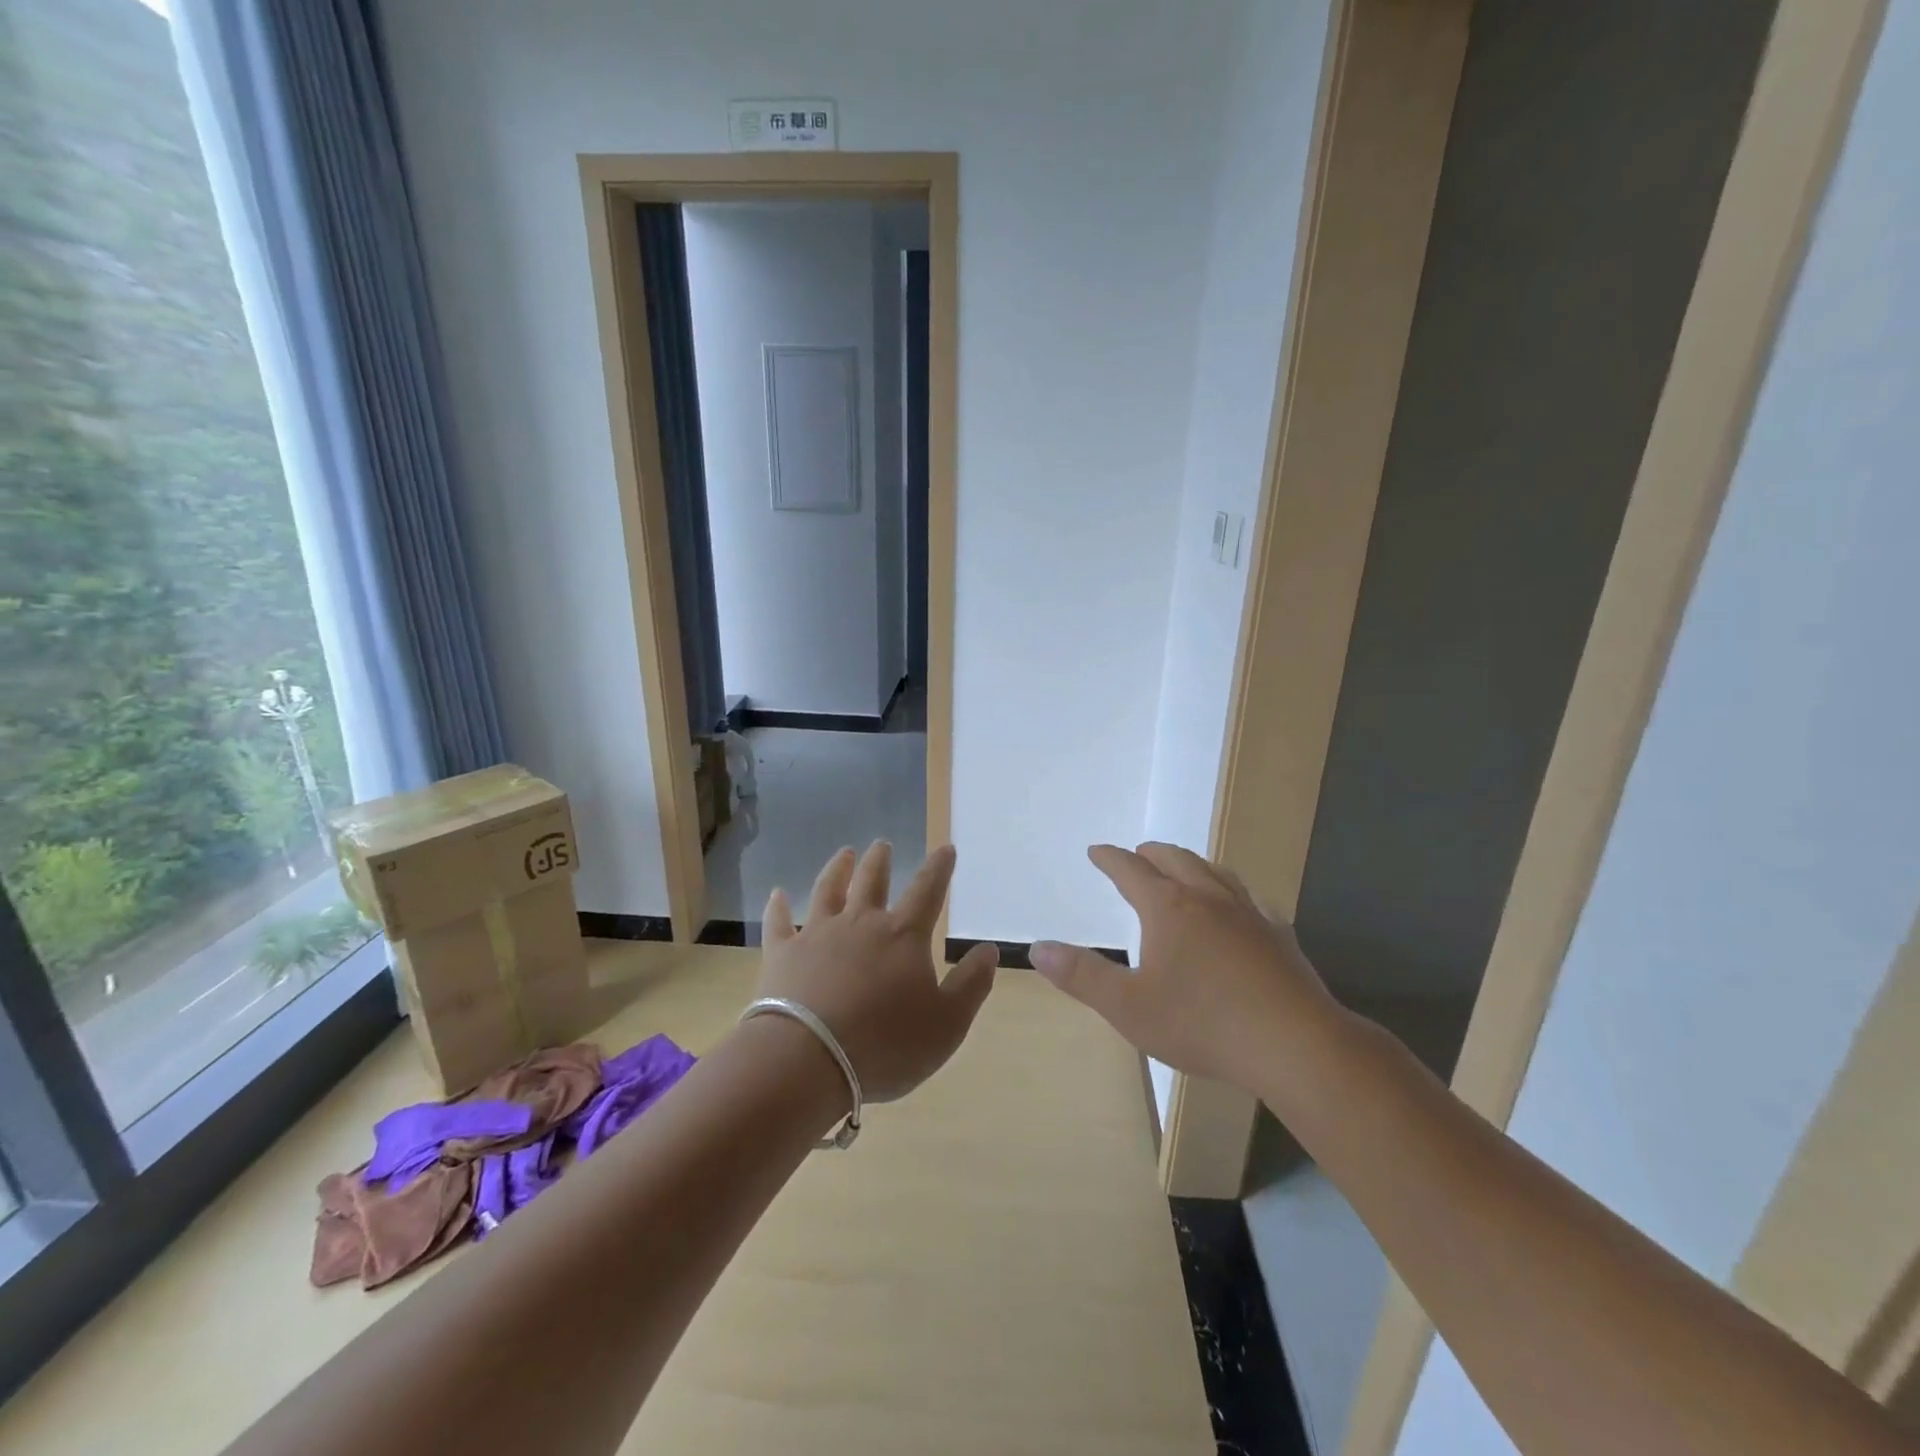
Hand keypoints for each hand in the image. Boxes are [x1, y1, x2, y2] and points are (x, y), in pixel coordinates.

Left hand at [755, 842, 997, 1103]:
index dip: (939, 868)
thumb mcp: (947, 1023)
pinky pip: (779, 922)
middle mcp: (860, 923)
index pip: (927, 891)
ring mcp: (817, 934)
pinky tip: (776, 894)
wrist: (808, 1059)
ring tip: (844, 853)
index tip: (945, 848)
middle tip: (883, 844)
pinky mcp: (782, 954)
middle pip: (872, 881)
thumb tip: (989, 949)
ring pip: (828, 890)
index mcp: (903, 936)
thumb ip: (971, 984)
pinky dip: (778, 906)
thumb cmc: (886, 1044)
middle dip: (881, 860)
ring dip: (838, 869)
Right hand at [1030, 842, 1342, 1094]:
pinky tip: (1243, 911)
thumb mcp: (1128, 1007)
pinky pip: (1253, 903)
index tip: (1098, 850)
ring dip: (1194, 865)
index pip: (1131, 871)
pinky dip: (1235, 896)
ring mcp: (1249, 915)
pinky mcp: (1279, 938)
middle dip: (1152, 854)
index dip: (1110, 859)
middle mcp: (1208, 899)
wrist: (1295, 1045)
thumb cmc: (1203, 1024)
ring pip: (1217, 874)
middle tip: (1138, 854)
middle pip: (1176, 861)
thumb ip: (1082, 975)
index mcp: (1169, 908)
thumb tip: (1037, 948)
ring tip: (1185, 869)